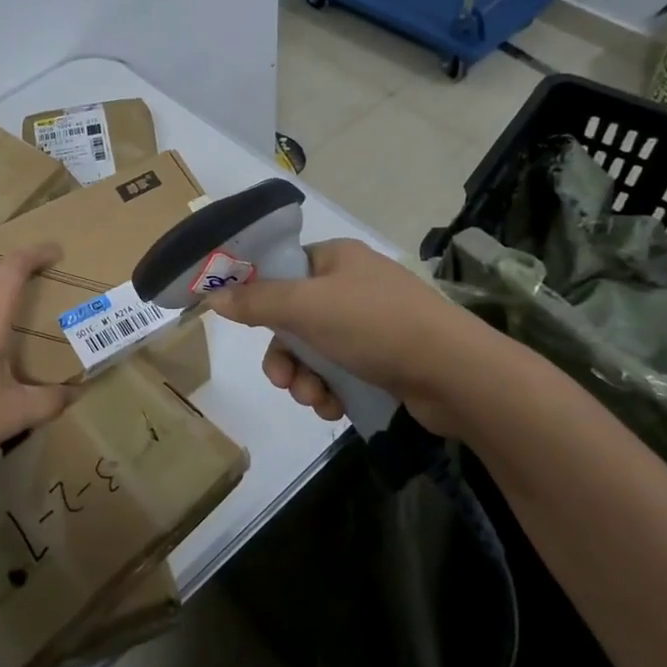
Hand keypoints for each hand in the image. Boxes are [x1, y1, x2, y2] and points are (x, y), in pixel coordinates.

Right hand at [208, 238, 486, 434]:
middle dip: (285, 354)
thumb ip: (257, 301)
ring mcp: (372, 324)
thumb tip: (212, 294)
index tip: (245, 326)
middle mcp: (353, 286)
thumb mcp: (307, 307)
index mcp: (336, 259)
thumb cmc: (375, 325)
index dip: (260, 298)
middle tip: (283, 379)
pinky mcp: (385, 359)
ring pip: (315, 351)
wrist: (454, 373)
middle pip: (294, 318)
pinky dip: (330, 390)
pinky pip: (340, 372)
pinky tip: (333, 407)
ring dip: (305, 378)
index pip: (284, 270)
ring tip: (314, 398)